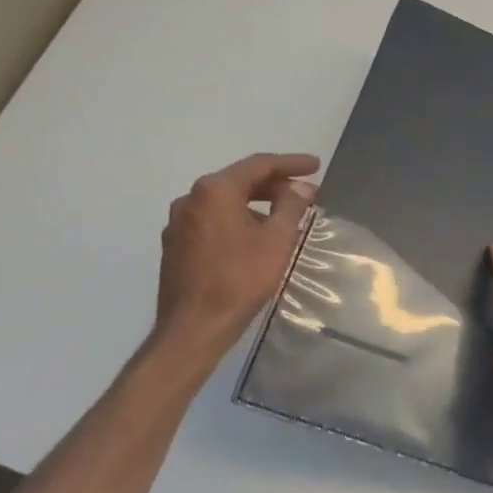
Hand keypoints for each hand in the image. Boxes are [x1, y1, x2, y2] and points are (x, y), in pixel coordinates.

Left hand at [149, 152, 319, 376]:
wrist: (194, 327)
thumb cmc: (240, 280)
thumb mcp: (277, 240)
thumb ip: (291, 206)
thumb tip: (301, 187)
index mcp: (214, 190)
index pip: (259, 165)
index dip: (291, 164)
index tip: (316, 166)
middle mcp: (190, 199)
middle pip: (238, 181)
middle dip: (274, 184)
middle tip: (304, 192)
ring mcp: (178, 223)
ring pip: (224, 202)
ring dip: (255, 203)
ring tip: (283, 215)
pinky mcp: (175, 245)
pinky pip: (212, 221)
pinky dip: (237, 220)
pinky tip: (254, 237)